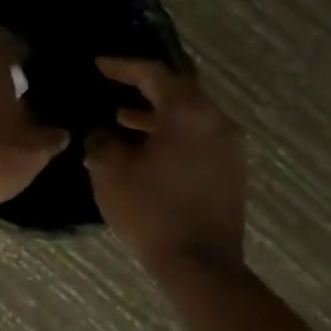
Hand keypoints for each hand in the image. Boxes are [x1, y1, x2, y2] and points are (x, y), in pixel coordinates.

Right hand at [84, 58, 245, 273]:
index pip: (153, 73)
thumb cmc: (151, 210)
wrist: (201, 266)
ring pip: (188, 115)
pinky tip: (145, 147)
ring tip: (121, 117)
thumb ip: (102, 139)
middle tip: (113, 84)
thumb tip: (103, 132)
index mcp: (188, 112)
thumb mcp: (110, 170)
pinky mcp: (231, 170)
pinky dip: (171, 132)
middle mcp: (215, 121)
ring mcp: (228, 146)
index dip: (122, 66)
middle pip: (177, 89)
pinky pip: (197, 136)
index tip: (99, 64)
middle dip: (143, 87)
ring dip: (156, 113)